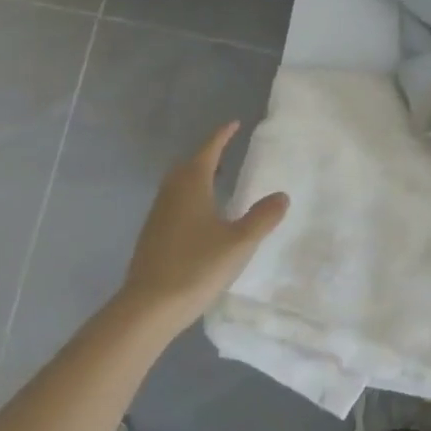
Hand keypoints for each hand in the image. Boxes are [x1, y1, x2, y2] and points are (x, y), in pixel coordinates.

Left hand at [118, 122, 288, 337]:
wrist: (148, 307)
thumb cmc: (196, 266)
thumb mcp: (239, 242)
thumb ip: (262, 217)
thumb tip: (282, 195)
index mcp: (192, 184)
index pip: (209, 150)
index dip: (223, 135)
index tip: (234, 123)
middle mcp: (171, 192)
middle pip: (190, 164)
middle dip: (209, 156)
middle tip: (227, 154)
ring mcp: (158, 213)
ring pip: (179, 184)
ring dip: (197, 177)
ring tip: (217, 184)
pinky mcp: (151, 234)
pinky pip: (174, 202)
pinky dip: (189, 198)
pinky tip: (200, 218)